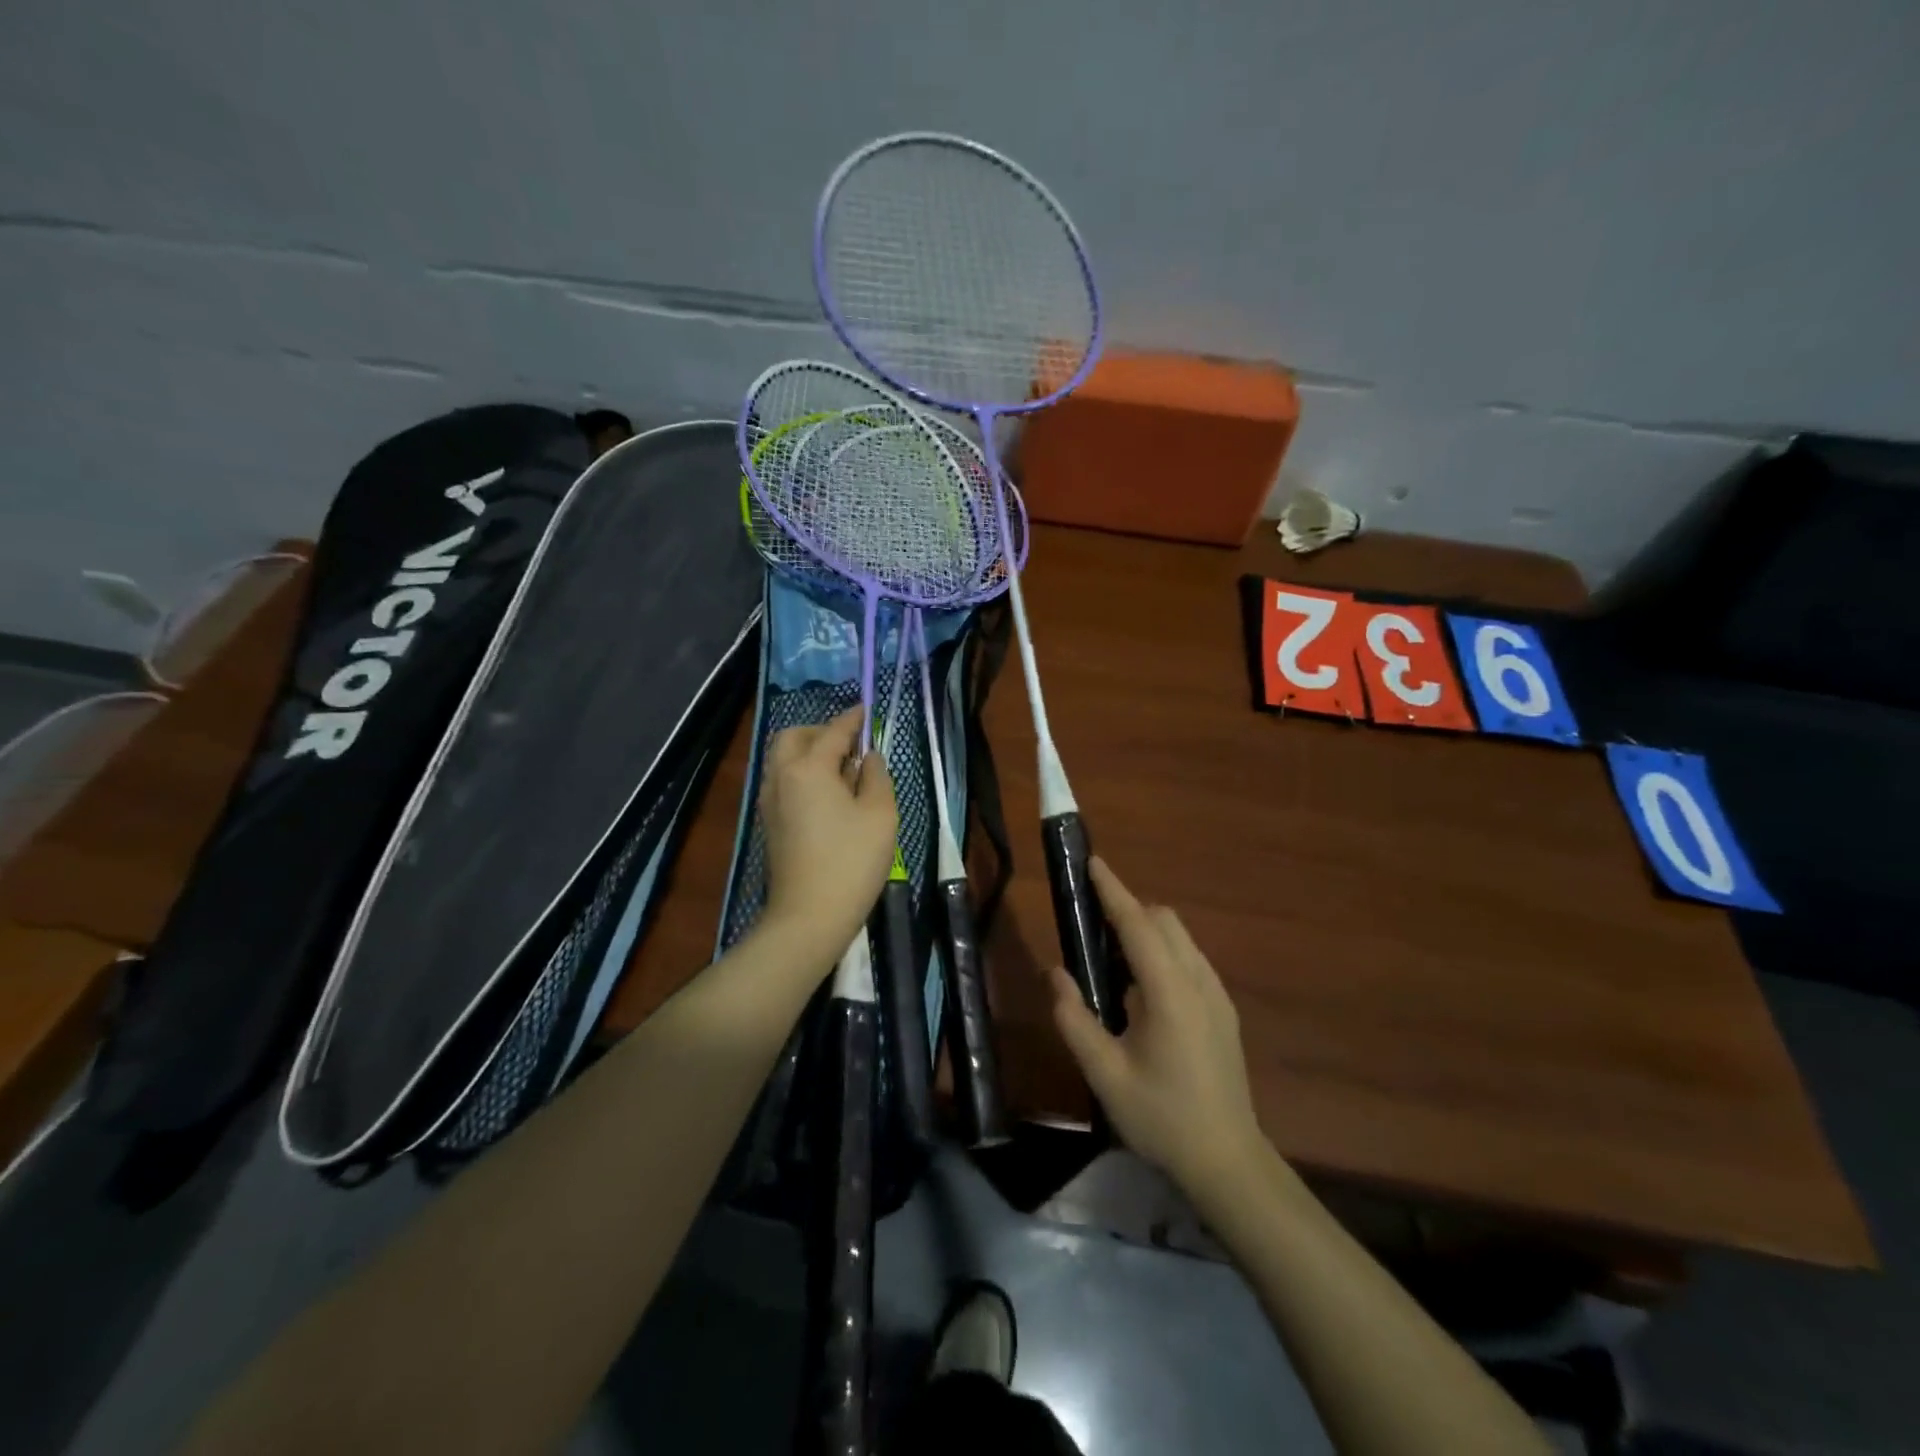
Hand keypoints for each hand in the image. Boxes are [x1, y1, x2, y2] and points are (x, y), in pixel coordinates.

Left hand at [757, 707, 897, 968]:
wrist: (809, 916)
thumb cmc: (851, 861)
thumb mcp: (880, 814)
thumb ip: (877, 776)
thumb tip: (868, 758)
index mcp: (808, 768)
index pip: (832, 732)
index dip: (852, 718)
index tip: (866, 709)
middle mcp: (781, 777)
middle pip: (793, 737)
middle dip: (820, 731)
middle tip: (850, 744)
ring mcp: (769, 801)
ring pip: (783, 759)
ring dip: (808, 752)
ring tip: (842, 771)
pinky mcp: (769, 823)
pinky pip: (782, 781)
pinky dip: (801, 774)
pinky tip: (827, 795)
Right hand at [1050, 859, 1266, 1200]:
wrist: (1228, 1161)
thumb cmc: (1161, 1117)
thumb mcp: (1104, 1074)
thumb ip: (1074, 1018)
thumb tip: (1054, 972)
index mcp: (1169, 992)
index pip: (1137, 924)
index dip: (1113, 890)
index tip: (1093, 862)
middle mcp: (1199, 981)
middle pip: (1164, 921)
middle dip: (1129, 910)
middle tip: (1091, 928)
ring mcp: (1217, 995)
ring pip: (1180, 938)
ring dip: (1146, 932)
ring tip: (1112, 964)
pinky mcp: (1223, 1011)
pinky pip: (1190, 960)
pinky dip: (1162, 954)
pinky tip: (1142, 995)